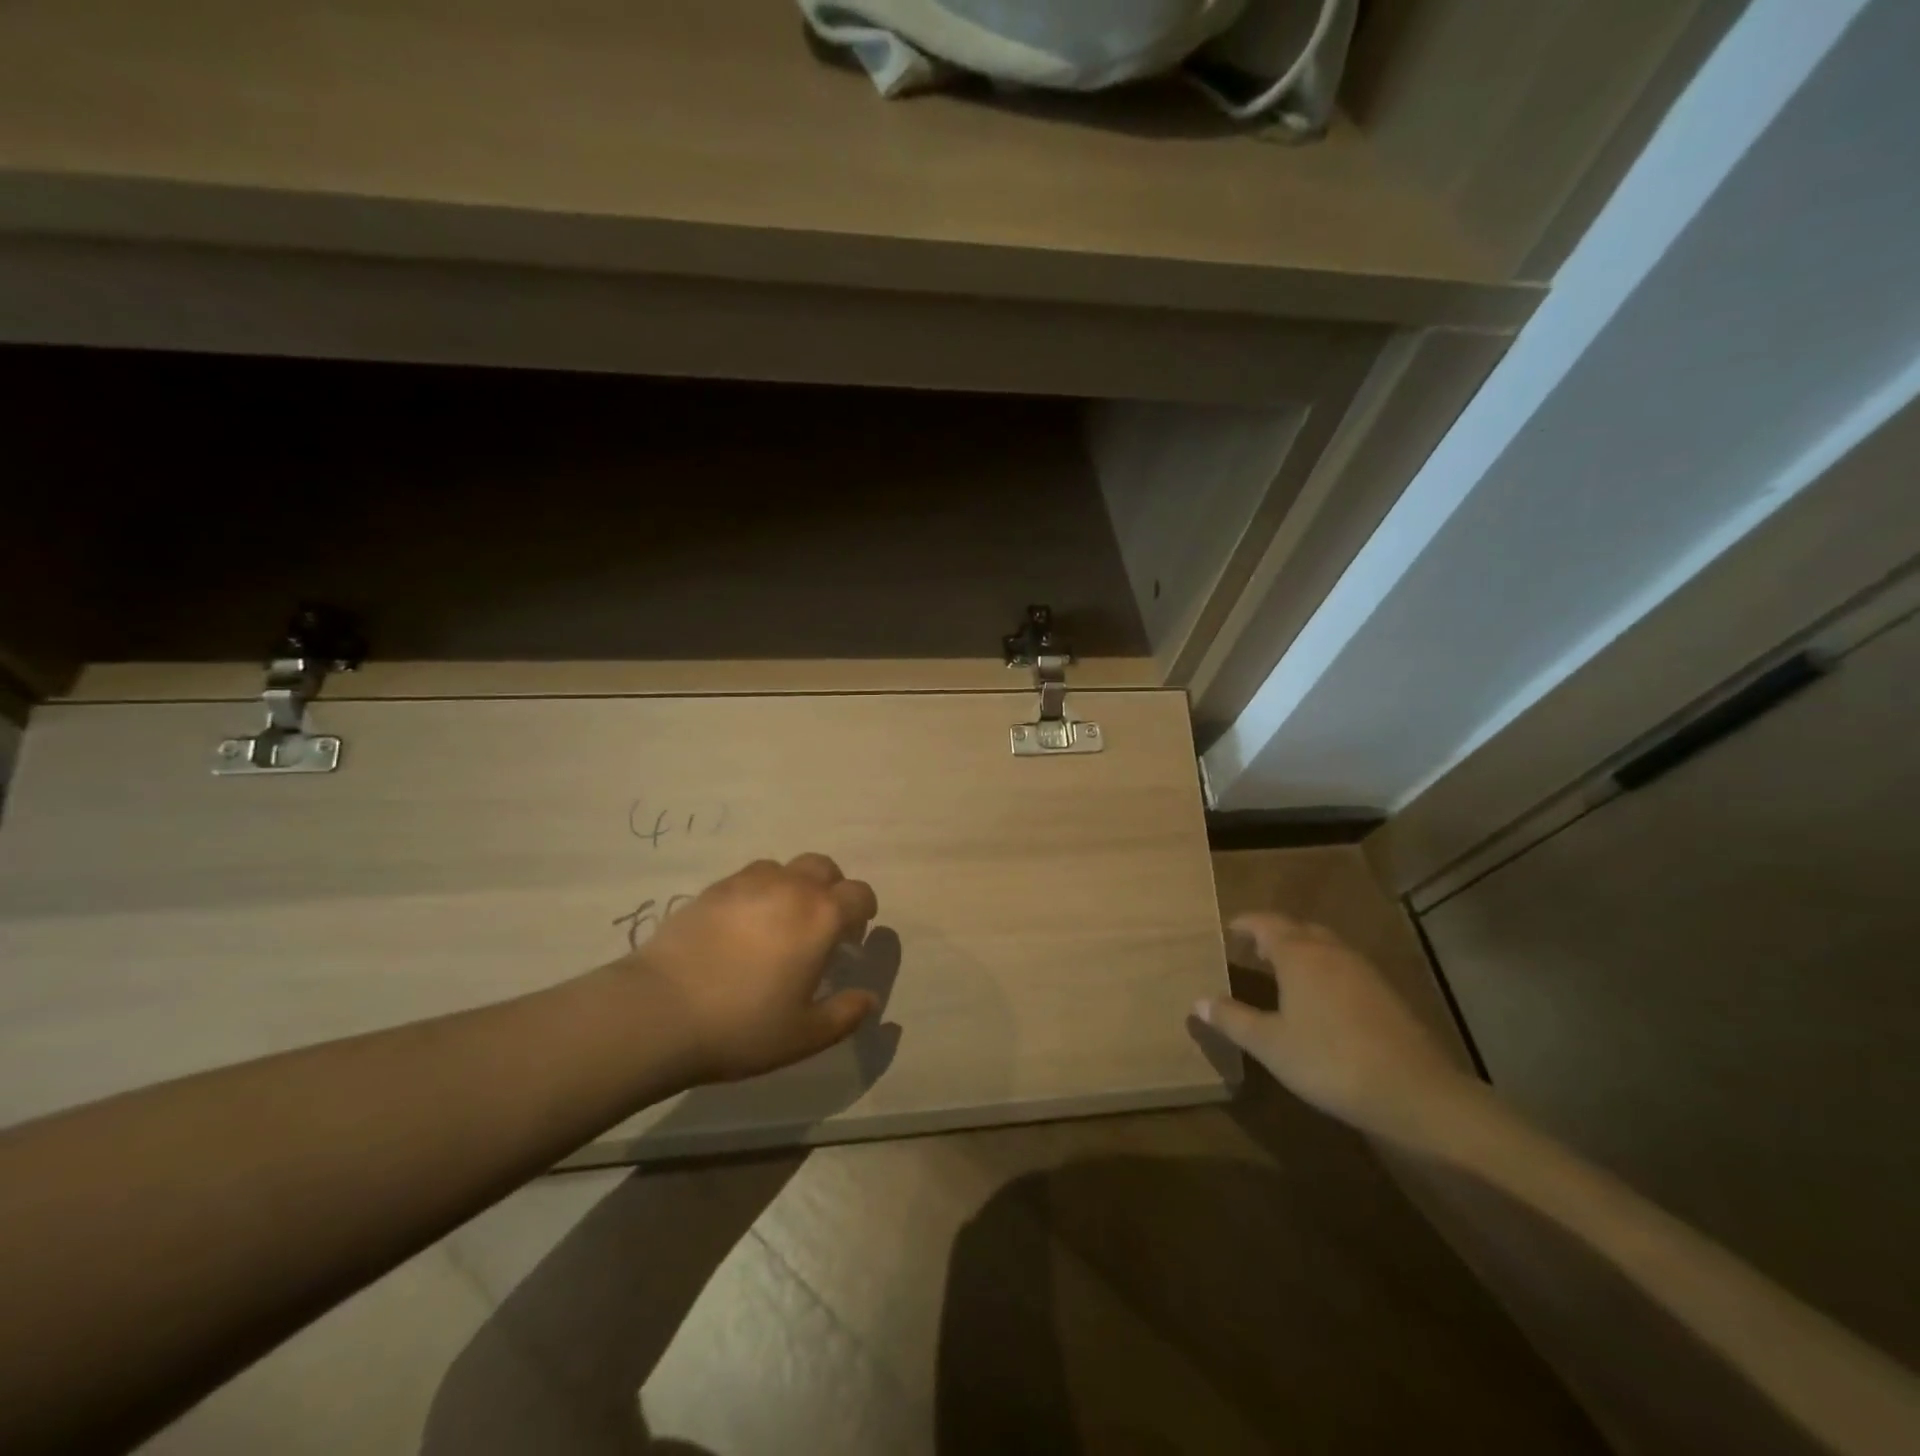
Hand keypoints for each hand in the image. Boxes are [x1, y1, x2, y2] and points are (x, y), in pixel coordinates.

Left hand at [623, 854, 880, 1083]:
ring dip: (793, 886)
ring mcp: (748, 883)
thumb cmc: (742, 1026)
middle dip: (831, 889)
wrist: (659, 1011)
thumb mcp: (804, 1036)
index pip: (859, 894)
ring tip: (779, 921)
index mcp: (821, 917)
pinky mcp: (712, 889)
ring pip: (784, 868)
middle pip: (824, 867)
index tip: (854, 935)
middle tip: (820, 925)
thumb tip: (868, 999)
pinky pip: (748, 877)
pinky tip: (743, 925)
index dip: (864, 911)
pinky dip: (758, 892)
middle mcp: (790, 888)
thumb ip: (845, 1015)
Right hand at [1195, 913, 1484, 1145]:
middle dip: (1274, 934)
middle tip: (1253, 949)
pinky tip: (1321, 999)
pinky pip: (1344, 967)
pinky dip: (1324, 970)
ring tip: (1283, 970)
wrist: (1413, 1091)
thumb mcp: (1270, 1044)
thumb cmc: (1328, 1060)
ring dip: (1301, 950)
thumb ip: (1232, 1019)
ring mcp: (1362, 971)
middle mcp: (1330, 952)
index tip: (1229, 929)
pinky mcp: (1385, 994)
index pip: (1265, 924)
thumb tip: (1198, 1001)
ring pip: (1325, 946)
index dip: (1245, 924)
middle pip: (1298, 929)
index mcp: (1298, 955)